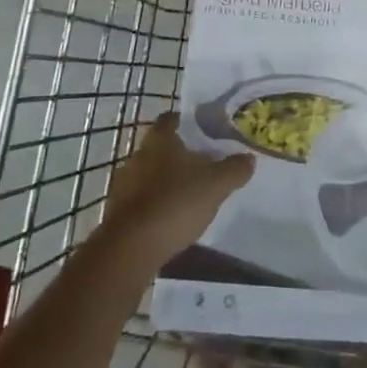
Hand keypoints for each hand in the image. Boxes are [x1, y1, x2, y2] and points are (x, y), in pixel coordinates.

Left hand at [99, 114, 253, 271]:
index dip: (187, 121)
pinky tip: (171, 218)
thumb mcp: (216, 185)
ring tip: (190, 193)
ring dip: (166, 180)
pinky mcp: (117, 211)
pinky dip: (155, 204)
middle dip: (179, 154)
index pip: (171, 118)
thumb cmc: (175, 203)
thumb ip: (234, 169)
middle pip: (161, 147)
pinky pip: (141, 199)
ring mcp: (124, 184)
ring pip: (150, 173)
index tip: (205, 130)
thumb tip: (248, 158)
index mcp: (159, 140)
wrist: (130, 249)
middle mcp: (137, 155)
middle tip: (204, 164)